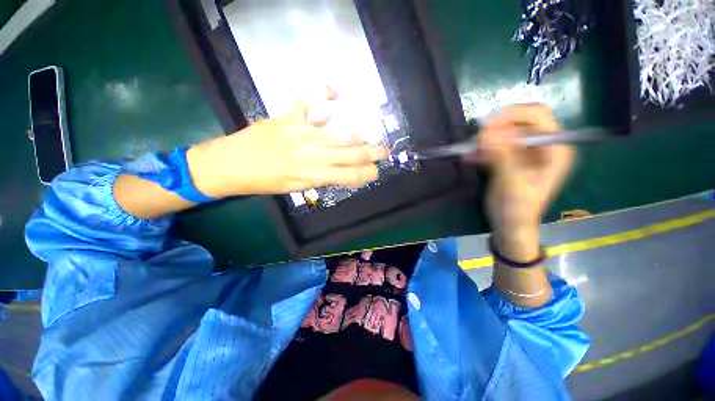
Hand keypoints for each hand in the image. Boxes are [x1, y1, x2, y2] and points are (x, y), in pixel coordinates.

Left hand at [186, 95, 388, 197]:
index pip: (347, 176)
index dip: (364, 174)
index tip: (376, 172)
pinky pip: (308, 101)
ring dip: (356, 134)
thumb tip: (341, 174)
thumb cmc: (263, 181)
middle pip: (347, 154)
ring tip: (368, 135)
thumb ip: (319, 180)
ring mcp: (299, 132)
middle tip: (385, 151)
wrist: (229, 165)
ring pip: (336, 133)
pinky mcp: (286, 116)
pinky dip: (323, 93)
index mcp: (311, 175)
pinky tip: (335, 92)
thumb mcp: (294, 188)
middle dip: (370, 153)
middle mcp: (310, 154)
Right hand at [468, 104, 573, 260]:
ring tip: (470, 151)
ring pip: (504, 133)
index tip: (486, 127)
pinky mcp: (511, 158)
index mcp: (554, 149)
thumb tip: (486, 133)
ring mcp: (526, 152)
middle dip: (496, 127)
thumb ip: (502, 156)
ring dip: (486, 139)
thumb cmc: (516, 208)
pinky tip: (470, 157)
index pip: (537, 116)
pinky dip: (482, 149)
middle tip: (476, 139)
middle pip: (519, 121)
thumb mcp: (511, 183)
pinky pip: (495, 145)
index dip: (511, 116)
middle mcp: (543, 145)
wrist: (510, 225)